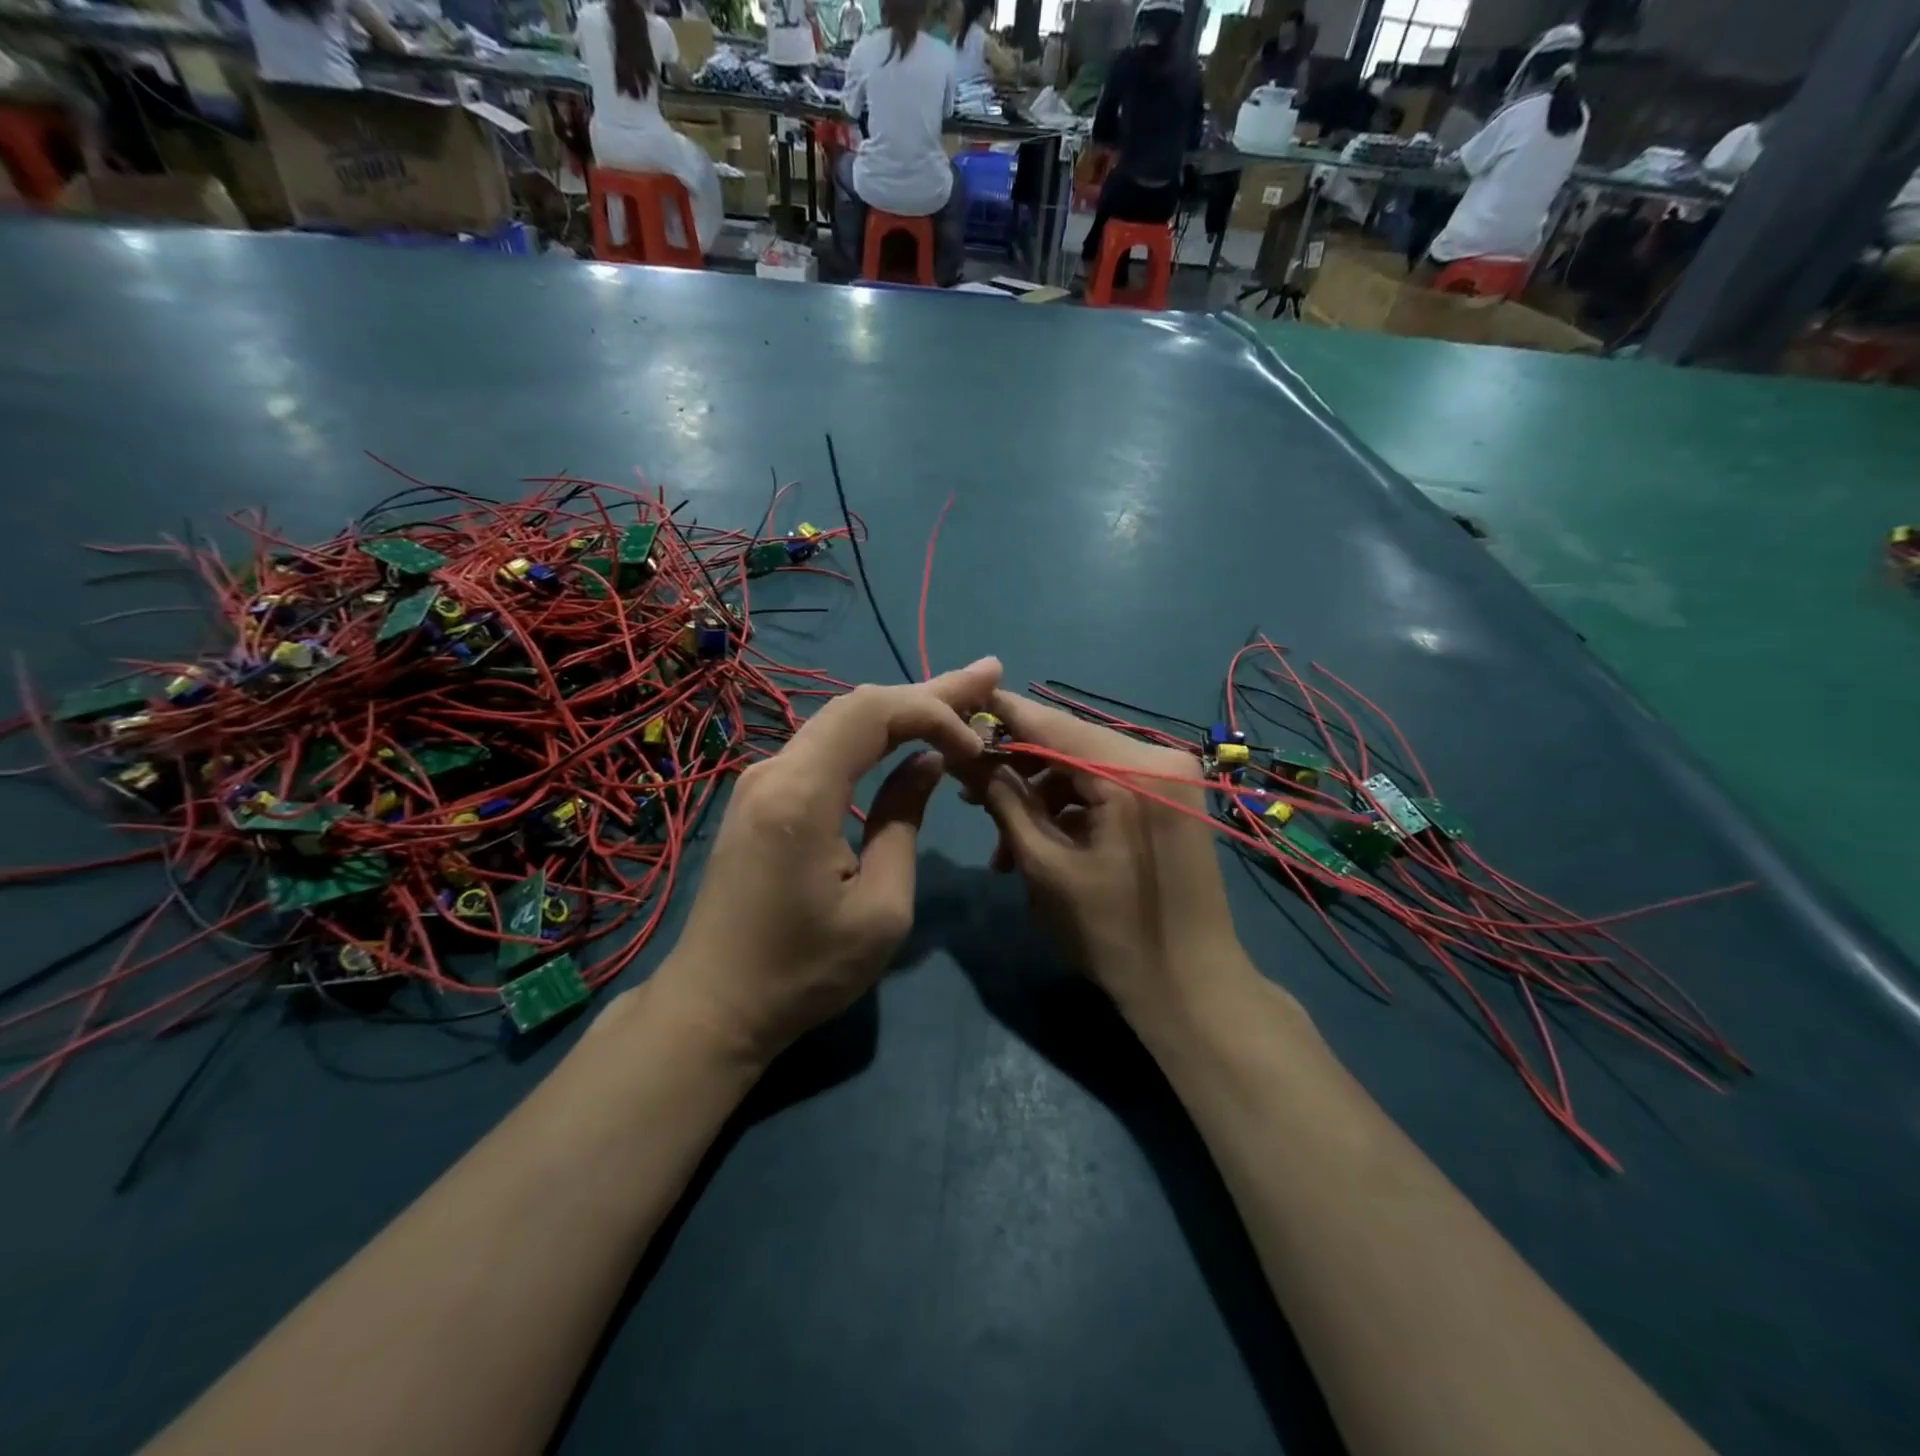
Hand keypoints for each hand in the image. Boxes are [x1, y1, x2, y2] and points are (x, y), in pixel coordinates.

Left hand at [650, 659, 1002, 1065]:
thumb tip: (926, 764)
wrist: (716, 1005)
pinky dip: (874, 735)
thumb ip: (904, 822)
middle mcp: (774, 770)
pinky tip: (907, 733)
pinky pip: (825, 747)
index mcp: (801, 795)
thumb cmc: (804, 971)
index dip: (933, 712)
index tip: (975, 746)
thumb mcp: (880, 908)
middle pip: (858, 706)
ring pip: (841, 722)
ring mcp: (762, 780)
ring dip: (902, 710)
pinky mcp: (762, 796)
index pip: (873, 714)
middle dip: (928, 692)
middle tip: (987, 675)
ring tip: (961, 696)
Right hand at [976, 690, 1246, 1018]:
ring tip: (1001, 846)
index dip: (999, 716)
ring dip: (1039, 799)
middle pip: (1069, 744)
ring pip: (1084, 768)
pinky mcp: (1169, 798)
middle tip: (967, 793)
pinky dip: (1071, 810)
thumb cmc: (1113, 932)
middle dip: (1016, 768)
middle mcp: (1159, 757)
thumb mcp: (1045, 864)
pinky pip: (1107, 788)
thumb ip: (1004, 799)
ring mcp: (1170, 777)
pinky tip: (1039, 845)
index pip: (1052, 724)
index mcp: (1132, 770)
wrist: (1192, 986)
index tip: (953, 713)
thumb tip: (963, 755)